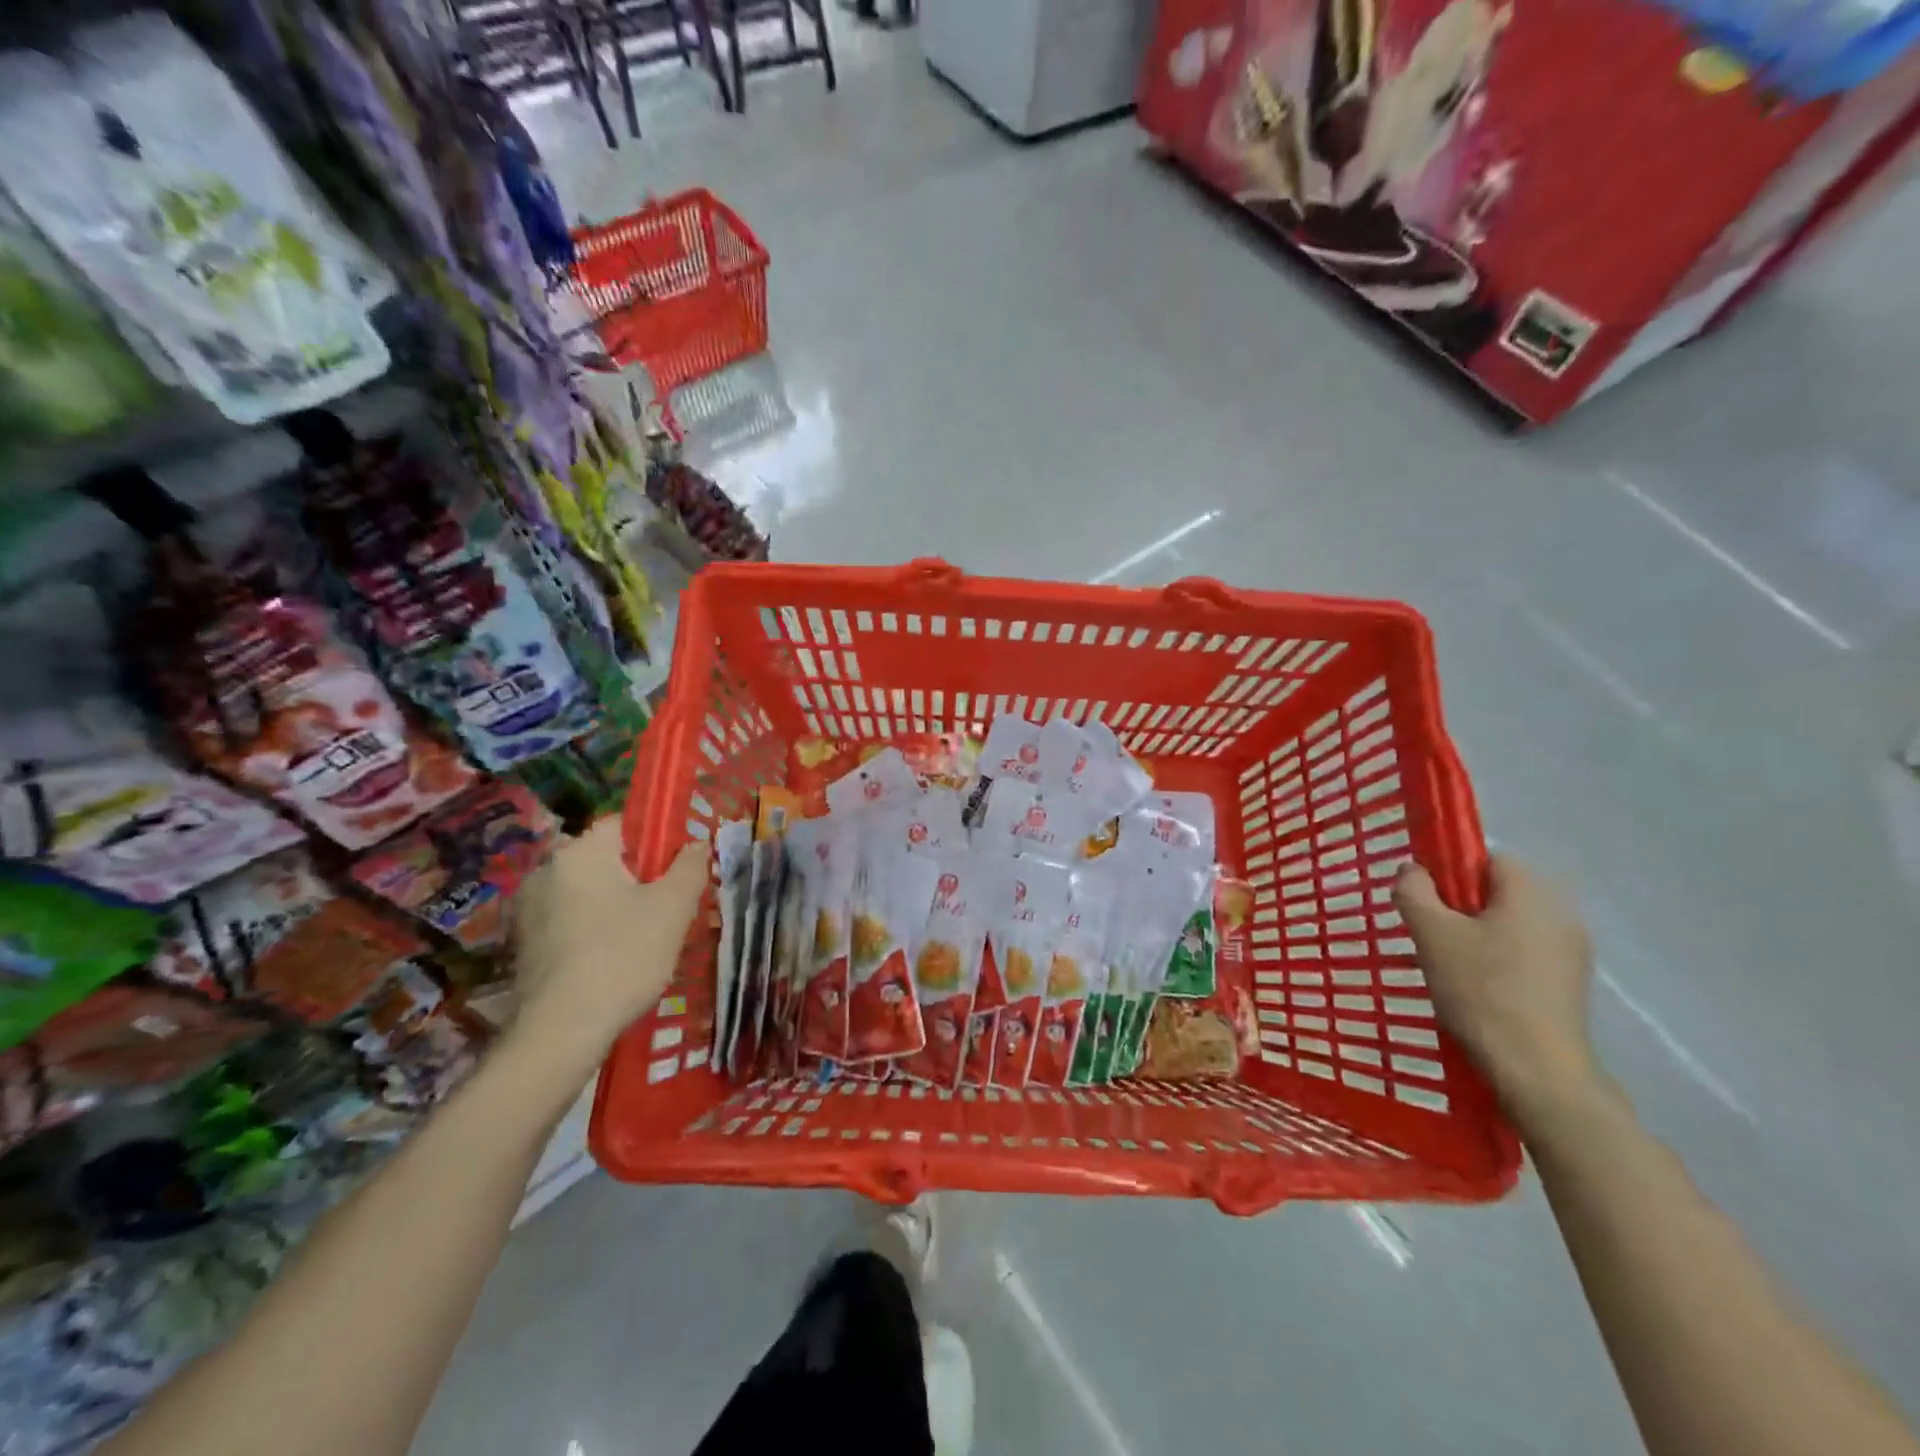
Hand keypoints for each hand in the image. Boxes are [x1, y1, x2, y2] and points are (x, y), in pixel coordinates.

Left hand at [511, 820, 707, 1069]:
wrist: (561, 1031)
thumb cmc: (624, 956)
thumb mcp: (674, 908)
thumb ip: (690, 866)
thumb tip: (695, 843)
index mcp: (581, 852)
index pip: (623, 824)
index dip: (655, 841)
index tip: (675, 872)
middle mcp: (546, 870)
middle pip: (605, 860)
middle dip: (636, 878)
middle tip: (665, 910)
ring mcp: (529, 909)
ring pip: (588, 893)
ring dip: (614, 906)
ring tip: (642, 940)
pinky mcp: (523, 944)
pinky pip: (569, 921)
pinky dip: (591, 931)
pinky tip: (611, 961)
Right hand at [1393, 855, 1599, 1126]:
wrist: (1537, 1070)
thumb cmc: (1481, 990)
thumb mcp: (1431, 934)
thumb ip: (1414, 891)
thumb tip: (1412, 870)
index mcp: (1530, 895)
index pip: (1489, 858)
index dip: (1452, 871)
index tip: (1426, 900)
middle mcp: (1560, 916)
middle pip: (1498, 893)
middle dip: (1459, 907)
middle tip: (1429, 935)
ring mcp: (1571, 954)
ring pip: (1509, 926)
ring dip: (1475, 936)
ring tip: (1446, 966)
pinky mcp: (1569, 986)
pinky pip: (1523, 954)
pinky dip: (1496, 961)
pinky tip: (1474, 990)